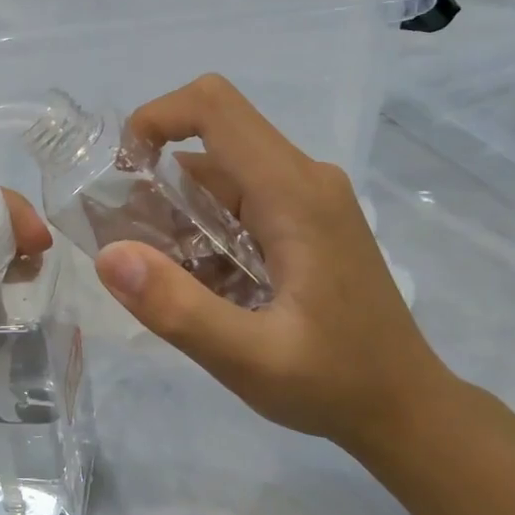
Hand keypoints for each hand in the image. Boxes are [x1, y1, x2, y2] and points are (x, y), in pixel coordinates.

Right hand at [92, 74, 455, 460]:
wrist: (405, 406)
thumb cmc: (335, 384)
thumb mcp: (248, 359)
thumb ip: (177, 308)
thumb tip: (109, 256)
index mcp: (294, 194)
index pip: (214, 108)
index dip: (155, 119)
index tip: (119, 176)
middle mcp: (304, 181)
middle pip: (211, 148)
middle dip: (156, 186)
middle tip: (129, 249)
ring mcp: (310, 200)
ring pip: (222, 178)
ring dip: (177, 215)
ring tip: (160, 276)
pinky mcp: (309, 223)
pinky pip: (242, 204)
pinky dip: (205, 232)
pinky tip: (199, 286)